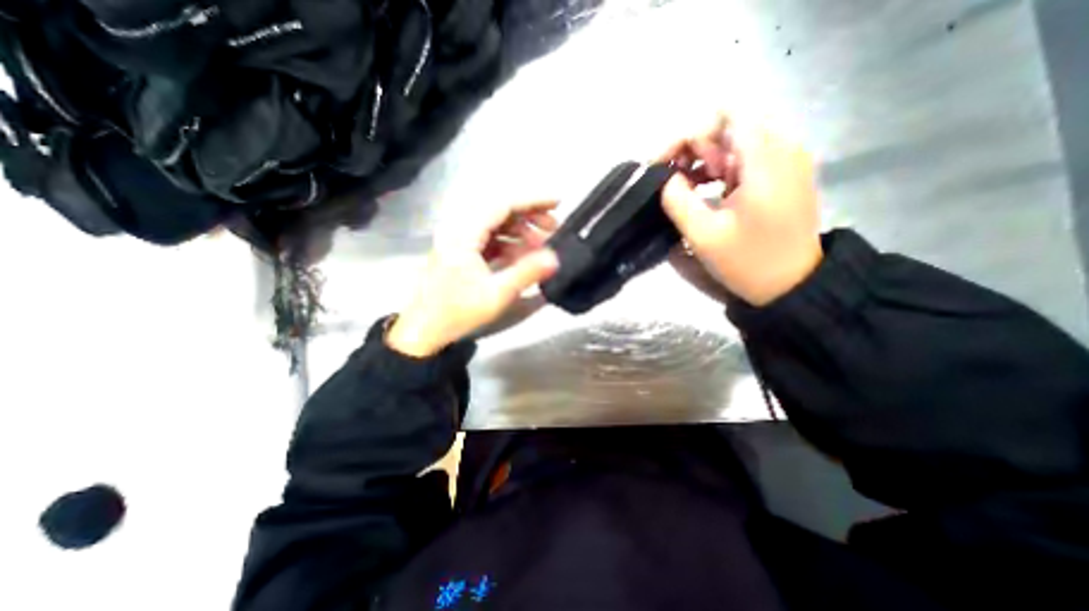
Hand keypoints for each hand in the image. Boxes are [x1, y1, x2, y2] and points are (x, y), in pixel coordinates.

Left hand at [387, 202, 560, 355]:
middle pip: (498, 210)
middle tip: (553, 227)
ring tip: (541, 244)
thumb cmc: (458, 312)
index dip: (532, 200)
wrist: (424, 330)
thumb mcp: (497, 294)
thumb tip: (555, 258)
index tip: (557, 202)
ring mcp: (458, 240)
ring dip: (519, 230)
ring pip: (494, 224)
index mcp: (464, 234)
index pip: (501, 204)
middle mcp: (459, 229)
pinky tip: (522, 255)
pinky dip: (508, 243)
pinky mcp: (460, 251)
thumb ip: (527, 273)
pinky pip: (488, 238)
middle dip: (528, 215)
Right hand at [660, 111, 819, 303]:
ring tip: (683, 187)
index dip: (687, 133)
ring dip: (703, 159)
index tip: (664, 163)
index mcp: (765, 160)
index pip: (725, 114)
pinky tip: (703, 189)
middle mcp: (781, 149)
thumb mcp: (703, 235)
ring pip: (735, 140)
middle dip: (692, 147)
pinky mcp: (782, 174)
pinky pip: (744, 157)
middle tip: (670, 179)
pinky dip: (718, 168)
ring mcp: (785, 161)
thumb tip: (667, 178)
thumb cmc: (748, 262)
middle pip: (728, 124)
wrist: (793, 285)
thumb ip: (677, 200)